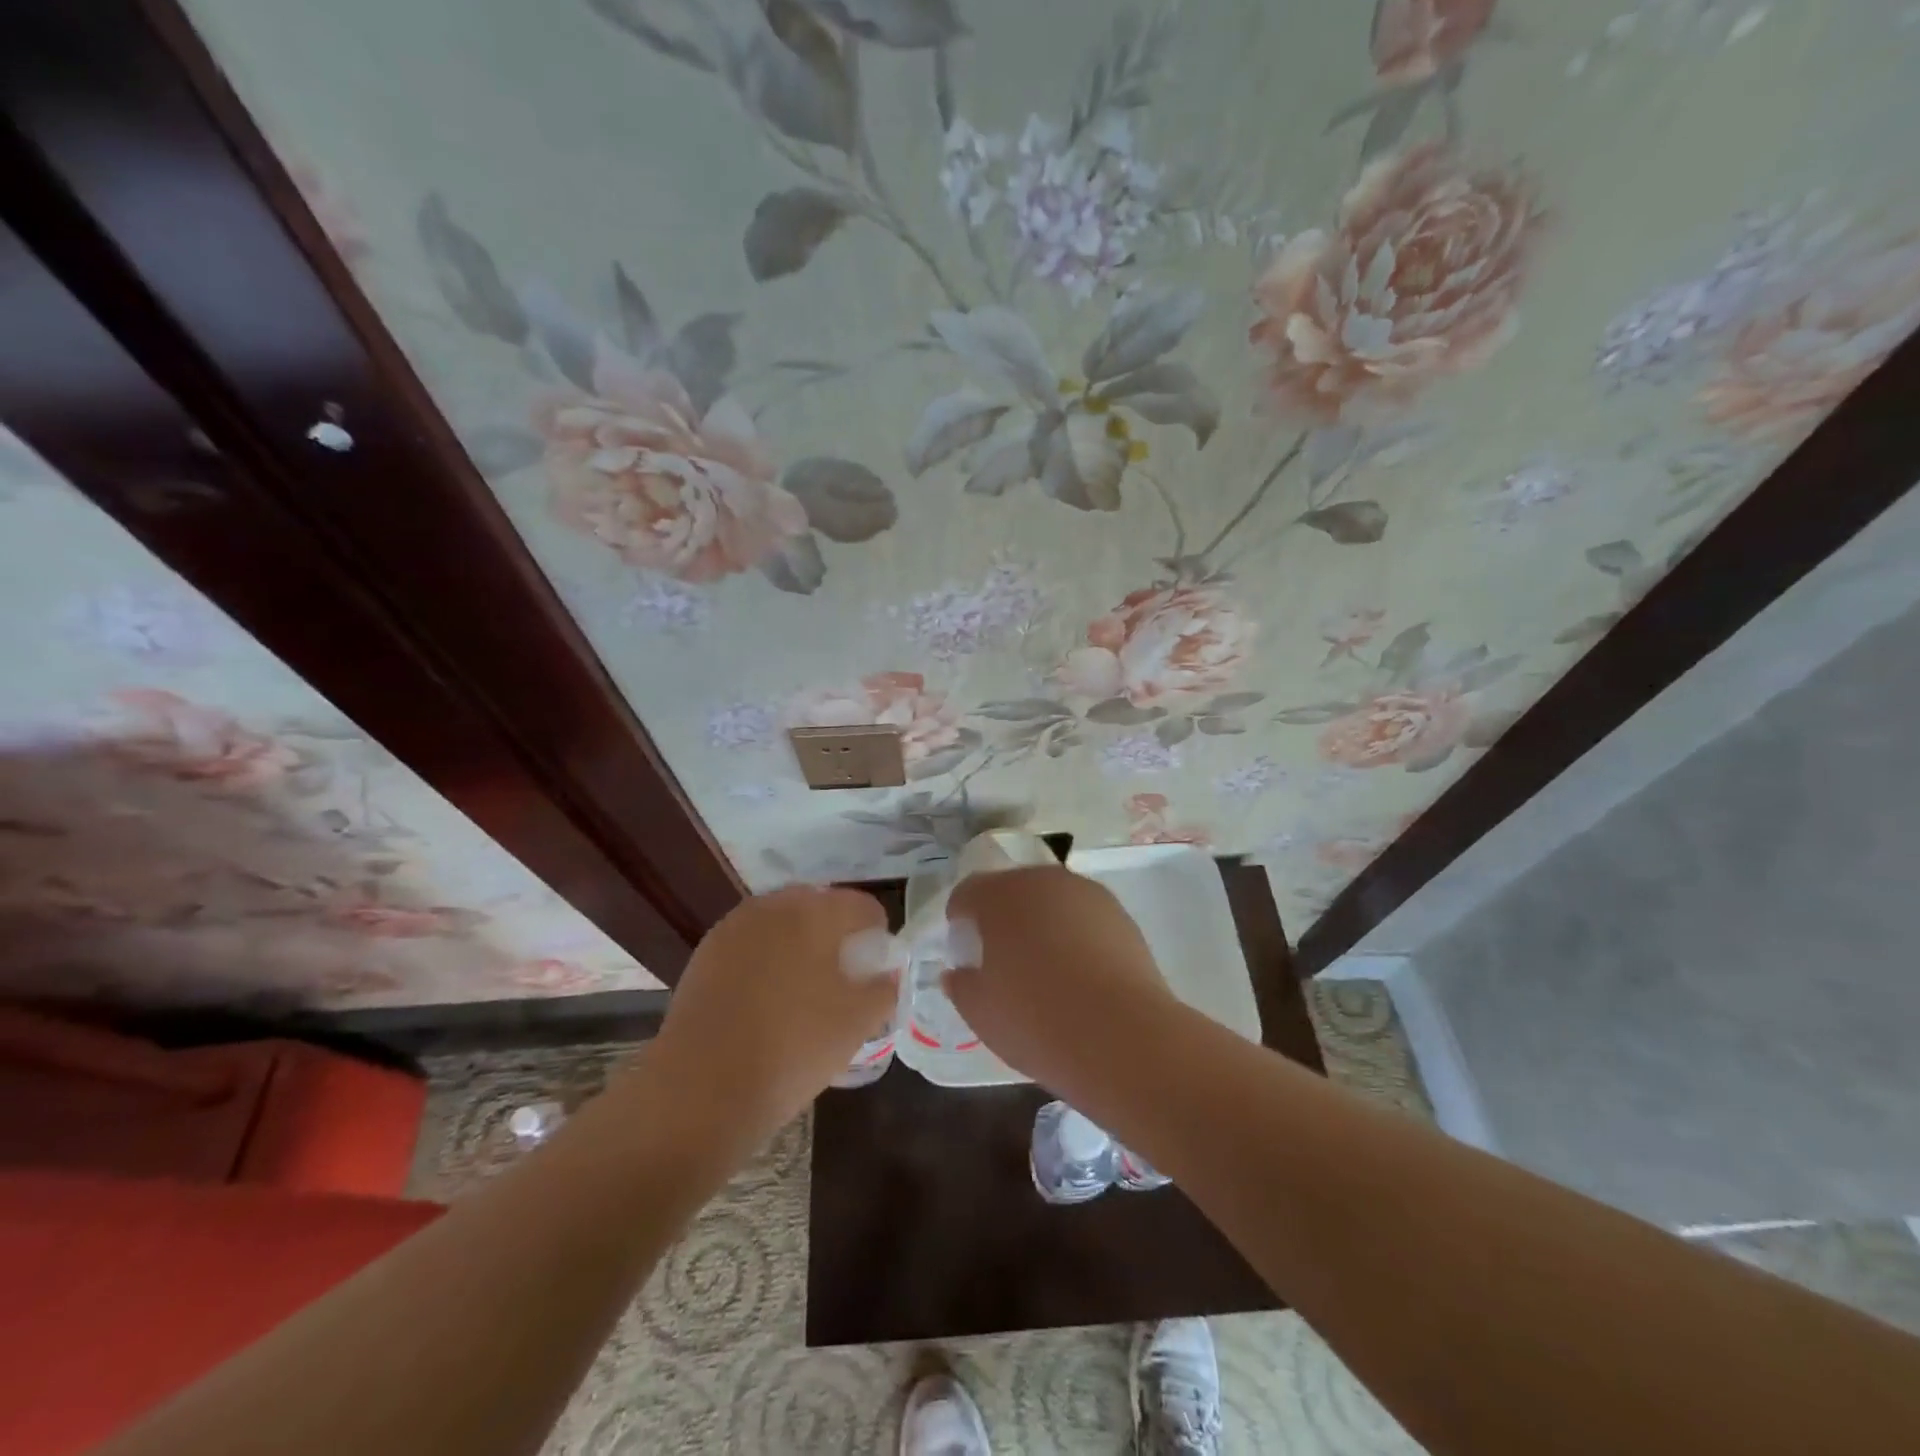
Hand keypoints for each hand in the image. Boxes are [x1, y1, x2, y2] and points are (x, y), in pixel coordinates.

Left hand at [651, 885, 893, 1140]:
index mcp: (814, 914)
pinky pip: (750, 942)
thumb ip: (883, 988)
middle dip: (835, 931)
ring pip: (780, 922)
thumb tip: (887, 971)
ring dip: (799, 941)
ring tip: (805, 985)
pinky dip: (766, 957)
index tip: (877, 965)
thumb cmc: (793, 1049)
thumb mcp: (857, 1023)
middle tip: (844, 973)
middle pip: (818, 905)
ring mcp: (733, 928)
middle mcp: (773, 907)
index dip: (876, 932)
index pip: (860, 906)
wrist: (702, 1089)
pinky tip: (767, 997)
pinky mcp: (705, 953)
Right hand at [942, 865, 1176, 1087]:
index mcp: (1000, 895)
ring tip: (1044, 966)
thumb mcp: (981, 1012)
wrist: (1122, 1036)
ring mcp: (1086, 893)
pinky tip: (1079, 972)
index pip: (968, 892)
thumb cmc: (1036, 1020)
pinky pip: (1083, 917)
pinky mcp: (1120, 914)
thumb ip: (961, 985)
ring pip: (1051, 900)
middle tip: (1002, 958)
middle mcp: (1043, 881)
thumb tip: (957, 973)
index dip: (960, 917)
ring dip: (1041, 921)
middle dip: (1003, 916)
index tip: (963, 948)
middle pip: (1013, 889)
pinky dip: (1074, 934)